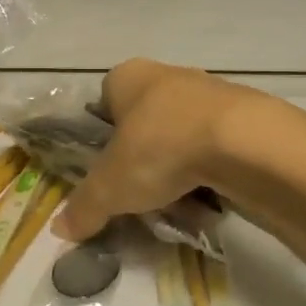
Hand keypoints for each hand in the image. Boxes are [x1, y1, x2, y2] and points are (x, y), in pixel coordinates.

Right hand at [54, 59, 275, 241]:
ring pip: (182, 136)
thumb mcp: (111, 186)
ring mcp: (210, 91)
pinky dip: (209, 172)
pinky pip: (215, 148)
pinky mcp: (244, 115)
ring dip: (177, 167)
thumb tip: (61, 231)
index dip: (103, 137)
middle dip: (142, 158)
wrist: (245, 142)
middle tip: (138, 194)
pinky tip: (209, 200)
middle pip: (146, 122)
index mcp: (128, 77)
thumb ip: (84, 207)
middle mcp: (168, 75)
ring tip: (175, 204)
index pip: (105, 102)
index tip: (108, 170)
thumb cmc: (161, 147)